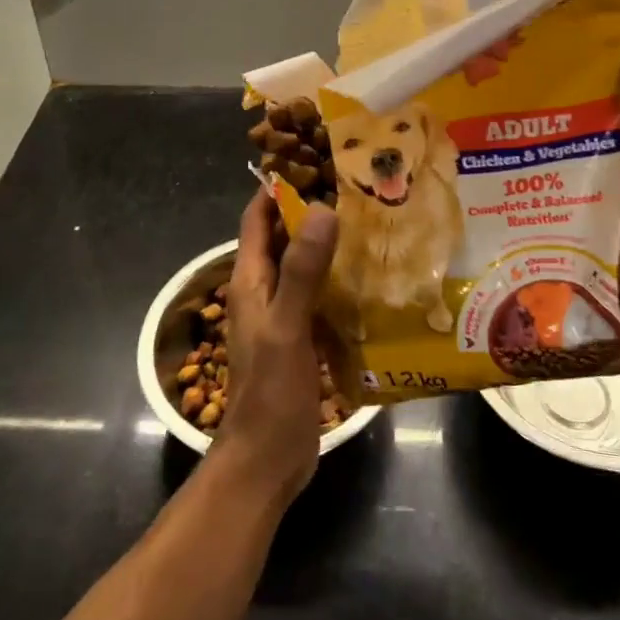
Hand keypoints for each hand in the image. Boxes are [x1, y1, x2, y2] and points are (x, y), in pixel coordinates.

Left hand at [218, 191, 338, 506]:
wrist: (267, 458)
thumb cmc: (270, 390)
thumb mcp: (287, 325)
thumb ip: (302, 271)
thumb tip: (322, 210)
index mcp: (249, 281)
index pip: (258, 218)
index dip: (277, 187)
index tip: (314, 162)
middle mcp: (262, 291)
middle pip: (282, 238)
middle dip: (310, 211)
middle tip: (355, 189)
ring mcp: (282, 315)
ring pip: (303, 266)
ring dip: (326, 244)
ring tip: (369, 223)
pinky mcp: (301, 337)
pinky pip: (318, 296)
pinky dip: (337, 279)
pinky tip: (369, 276)